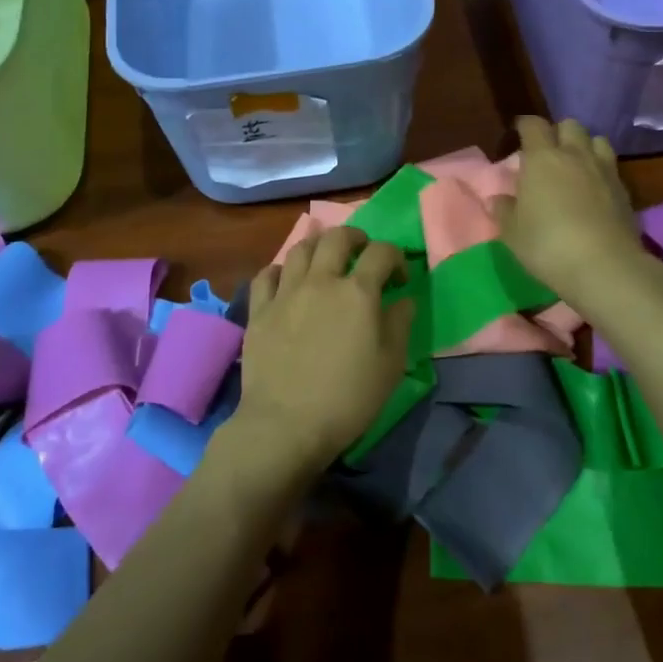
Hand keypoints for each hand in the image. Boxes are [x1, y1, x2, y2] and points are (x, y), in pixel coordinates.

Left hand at [231, 227, 414, 480]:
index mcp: (358, 292)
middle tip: (362, 252)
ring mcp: (285, 293)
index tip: (400, 279)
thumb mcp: (390, 365)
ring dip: (318, 247)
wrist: (286, 423)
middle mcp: (321, 281)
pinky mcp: (259, 310)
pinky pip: (266, 275)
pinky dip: (280, 270)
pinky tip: (286, 281)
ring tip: (325, 261)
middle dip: (355, 238)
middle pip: (337, 238)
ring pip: (300, 249)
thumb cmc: (348, 398)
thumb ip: (400, 324)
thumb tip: (403, 299)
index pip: (382, 253)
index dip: (396, 257)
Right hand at [490, 117, 640, 306]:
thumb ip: (504, 211)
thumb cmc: (547, 245)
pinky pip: (611, 167)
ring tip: (575, 166)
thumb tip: (498, 199)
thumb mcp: (513, 233)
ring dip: (584, 147)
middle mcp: (575, 155)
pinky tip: (594, 189)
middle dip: (558, 133)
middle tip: (547, 153)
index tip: (518, 134)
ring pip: (597, 140)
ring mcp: (604, 170)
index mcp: (542, 159)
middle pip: (570, 125)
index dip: (525, 126)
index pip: (533, 125)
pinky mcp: (625, 190)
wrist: (604, 266)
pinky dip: (600, 170)